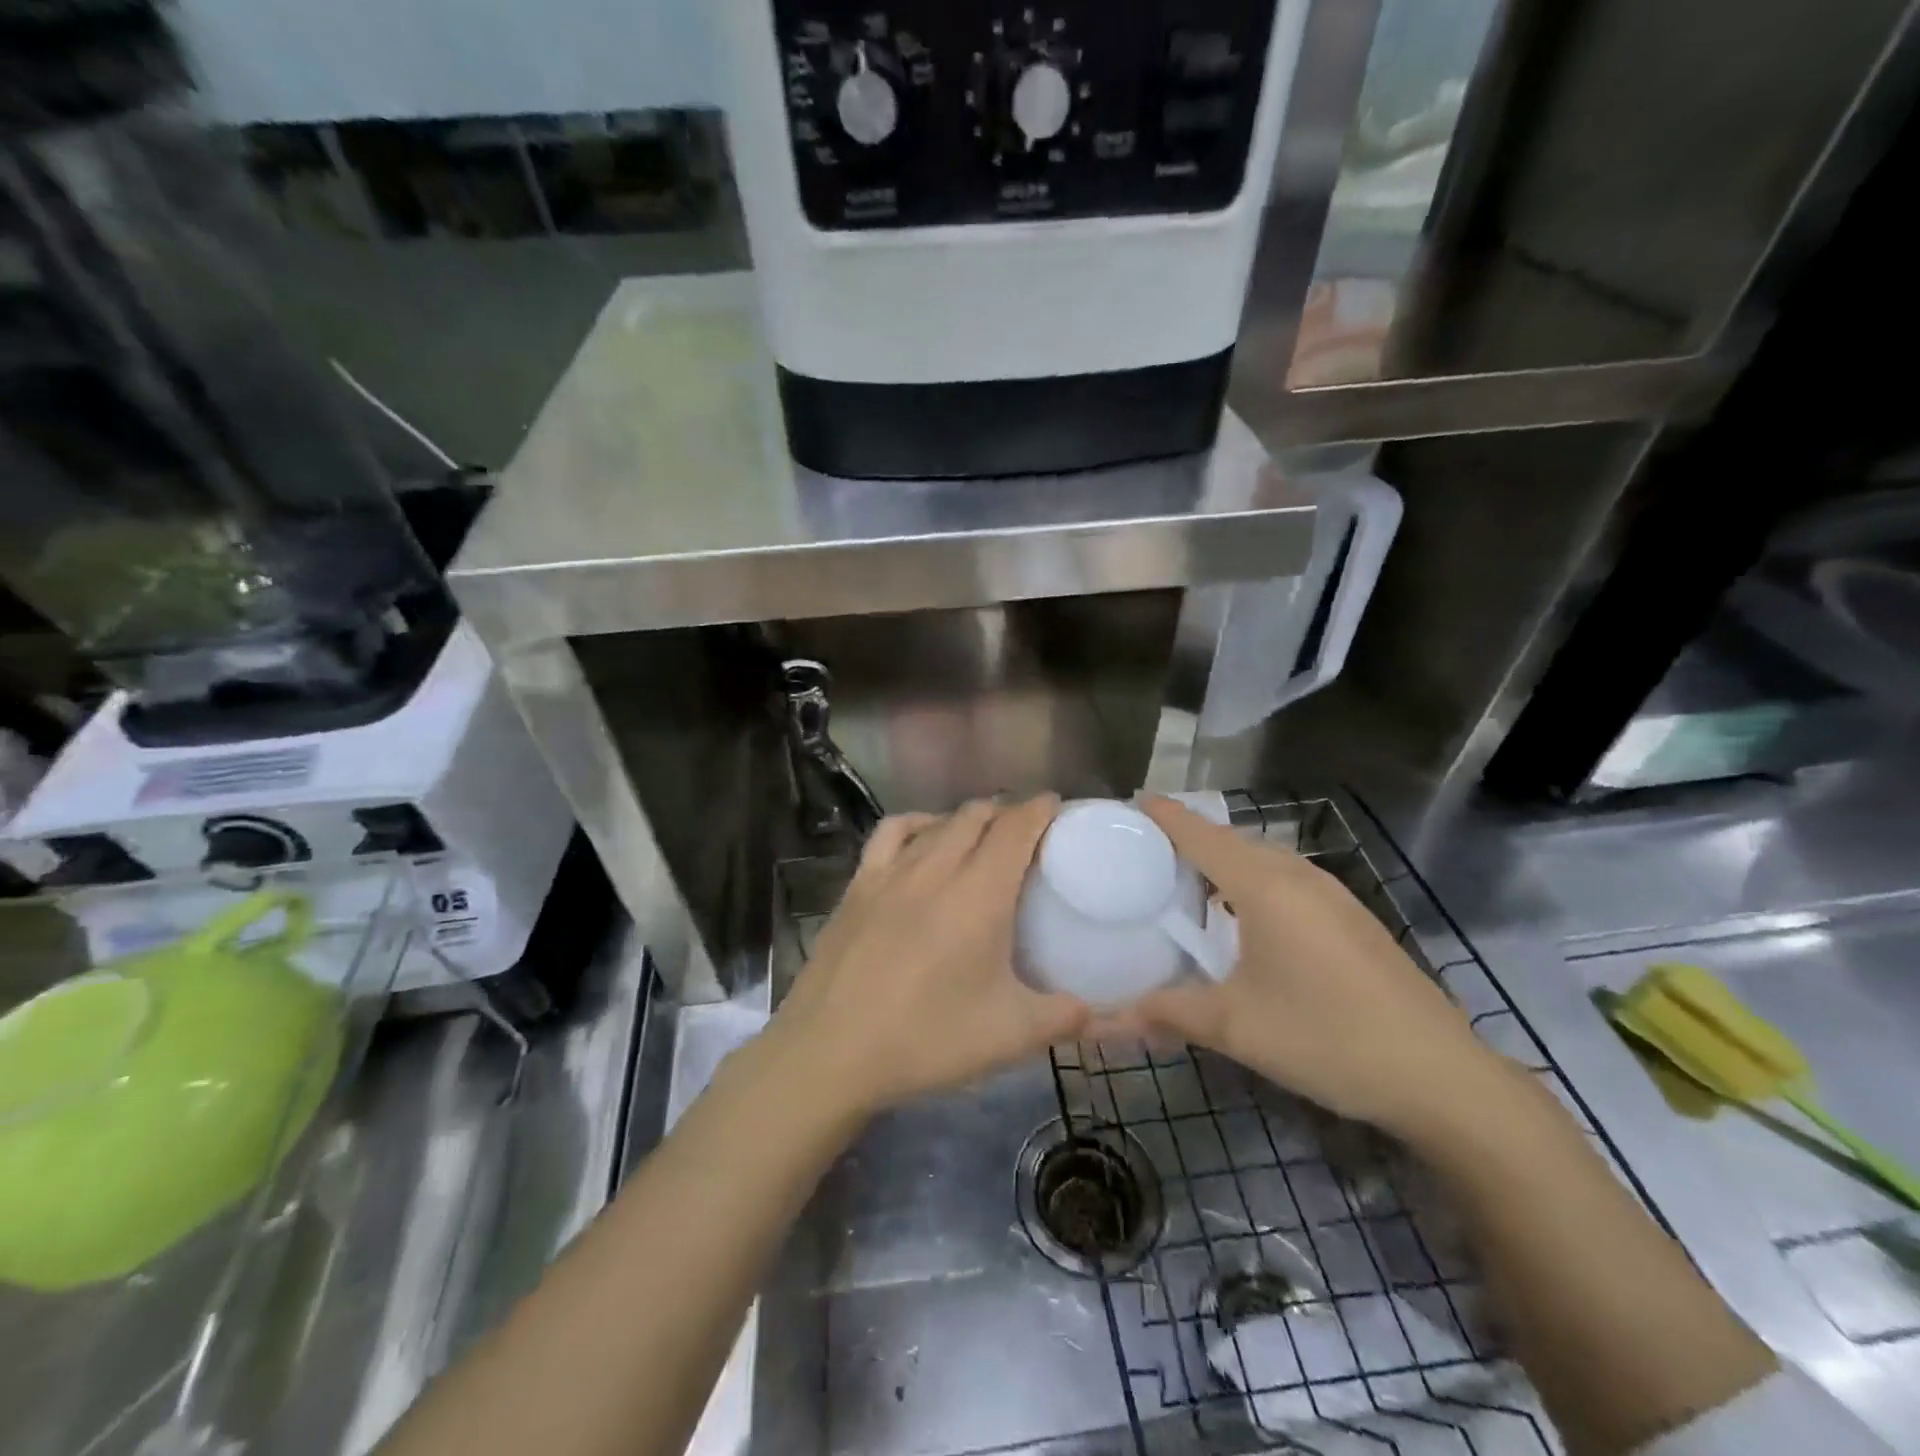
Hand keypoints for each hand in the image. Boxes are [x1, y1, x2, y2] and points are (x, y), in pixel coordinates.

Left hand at [766, 795, 1090, 1118]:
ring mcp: (890, 872)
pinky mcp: (858, 885)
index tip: (1057, 807)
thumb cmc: (926, 1040)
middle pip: (977, 816)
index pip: (1016, 828)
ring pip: (938, 822)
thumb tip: (1099, 1012)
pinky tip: (923, 838)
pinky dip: (916, 824)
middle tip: (1028, 832)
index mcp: (979, 894)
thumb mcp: (1009, 1036)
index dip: (1040, 809)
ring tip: (982, 833)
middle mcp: (936, 868)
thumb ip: (1064, 1018)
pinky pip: (891, 833)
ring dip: (966, 818)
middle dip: (1007, 812)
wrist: (830, 1053)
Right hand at [1125, 796, 1500, 1137]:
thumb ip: (1165, 1012)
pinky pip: (1286, 879)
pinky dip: (1251, 880)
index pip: (1201, 833)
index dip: (1164, 815)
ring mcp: (1332, 894)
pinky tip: (1241, 917)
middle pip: (1231, 839)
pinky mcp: (1350, 917)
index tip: (1128, 805)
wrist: (1440, 1075)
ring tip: (1183, 881)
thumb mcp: (1235, 1027)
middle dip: (1187, 837)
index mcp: (1265, 886)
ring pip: (1262, 858)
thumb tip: (1102, 1020)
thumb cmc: (1326, 1037)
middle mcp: (1298, 876)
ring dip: (1222, 860)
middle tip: (1141, 853)